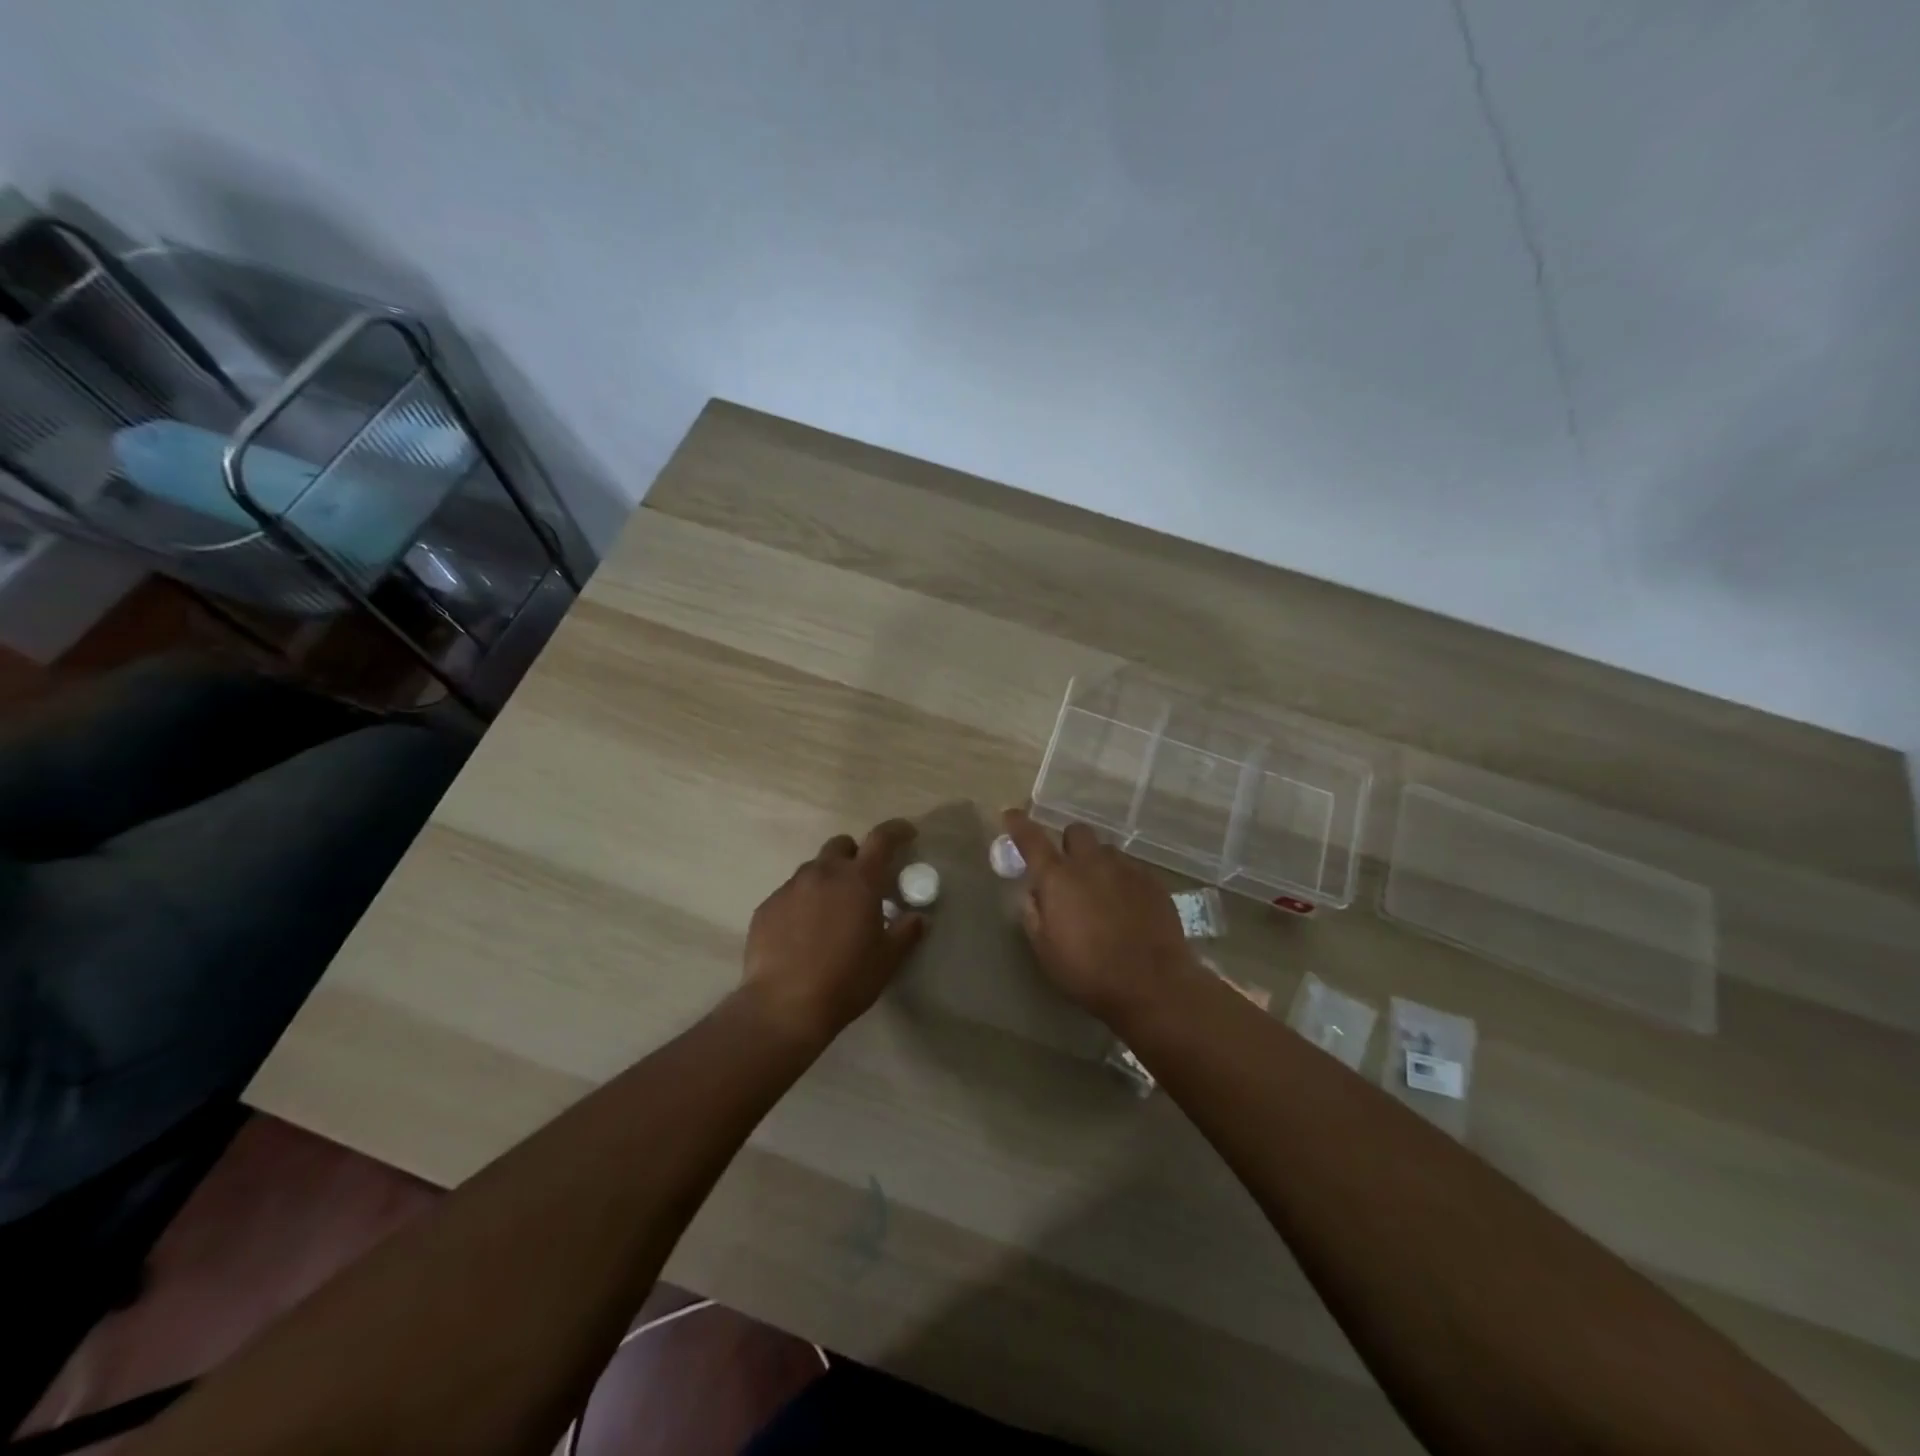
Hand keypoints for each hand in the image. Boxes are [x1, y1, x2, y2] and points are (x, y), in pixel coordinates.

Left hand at [741, 818, 926, 1043]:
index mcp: (858, 880)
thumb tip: (918, 917)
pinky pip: (790, 893)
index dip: (897, 830)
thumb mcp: (887, 960)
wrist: (782, 1006)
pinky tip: (803, 932)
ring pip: (813, 869)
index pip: (882, 839)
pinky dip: (802, 902)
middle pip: (841, 845)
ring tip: (830, 912)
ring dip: (827, 879)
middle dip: (855, 855)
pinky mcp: (767, 907)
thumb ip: (906, 932)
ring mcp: (790, 888)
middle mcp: (822, 873)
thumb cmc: (845, 980)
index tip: (907, 834)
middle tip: (863, 882)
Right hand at [1001, 808, 1201, 1023]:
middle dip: (1068, 844)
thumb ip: (1034, 915)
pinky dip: (1123, 881)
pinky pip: (1132, 869)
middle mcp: (1091, 863)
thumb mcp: (1046, 950)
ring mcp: (1126, 869)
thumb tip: (1034, 894)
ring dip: (1098, 864)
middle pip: (1076, 832)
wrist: (1153, 984)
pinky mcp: (1153, 881)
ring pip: (1106, 851)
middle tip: (1068, 870)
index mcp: (1058, 878)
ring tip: (1102, 893)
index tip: (1011, 815)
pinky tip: (1128, 908)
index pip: (1031, 839)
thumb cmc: (1089, 972)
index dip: (1019, 825)